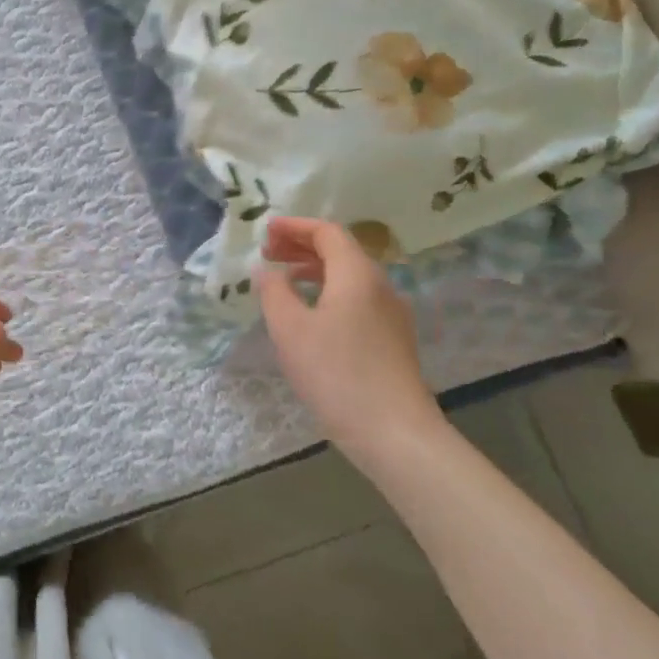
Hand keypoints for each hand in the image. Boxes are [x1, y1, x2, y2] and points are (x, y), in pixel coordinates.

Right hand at [257, 218, 440, 456]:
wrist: (393, 431)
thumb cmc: (335, 373)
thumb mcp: (290, 329)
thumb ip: (274, 292)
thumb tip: (268, 271)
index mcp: (357, 275)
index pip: (328, 233)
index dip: (295, 227)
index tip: (265, 230)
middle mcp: (380, 286)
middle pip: (341, 252)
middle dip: (302, 246)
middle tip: (268, 253)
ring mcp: (391, 315)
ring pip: (350, 277)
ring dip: (314, 270)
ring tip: (283, 281)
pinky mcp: (392, 340)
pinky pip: (356, 299)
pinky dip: (328, 292)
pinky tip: (309, 315)